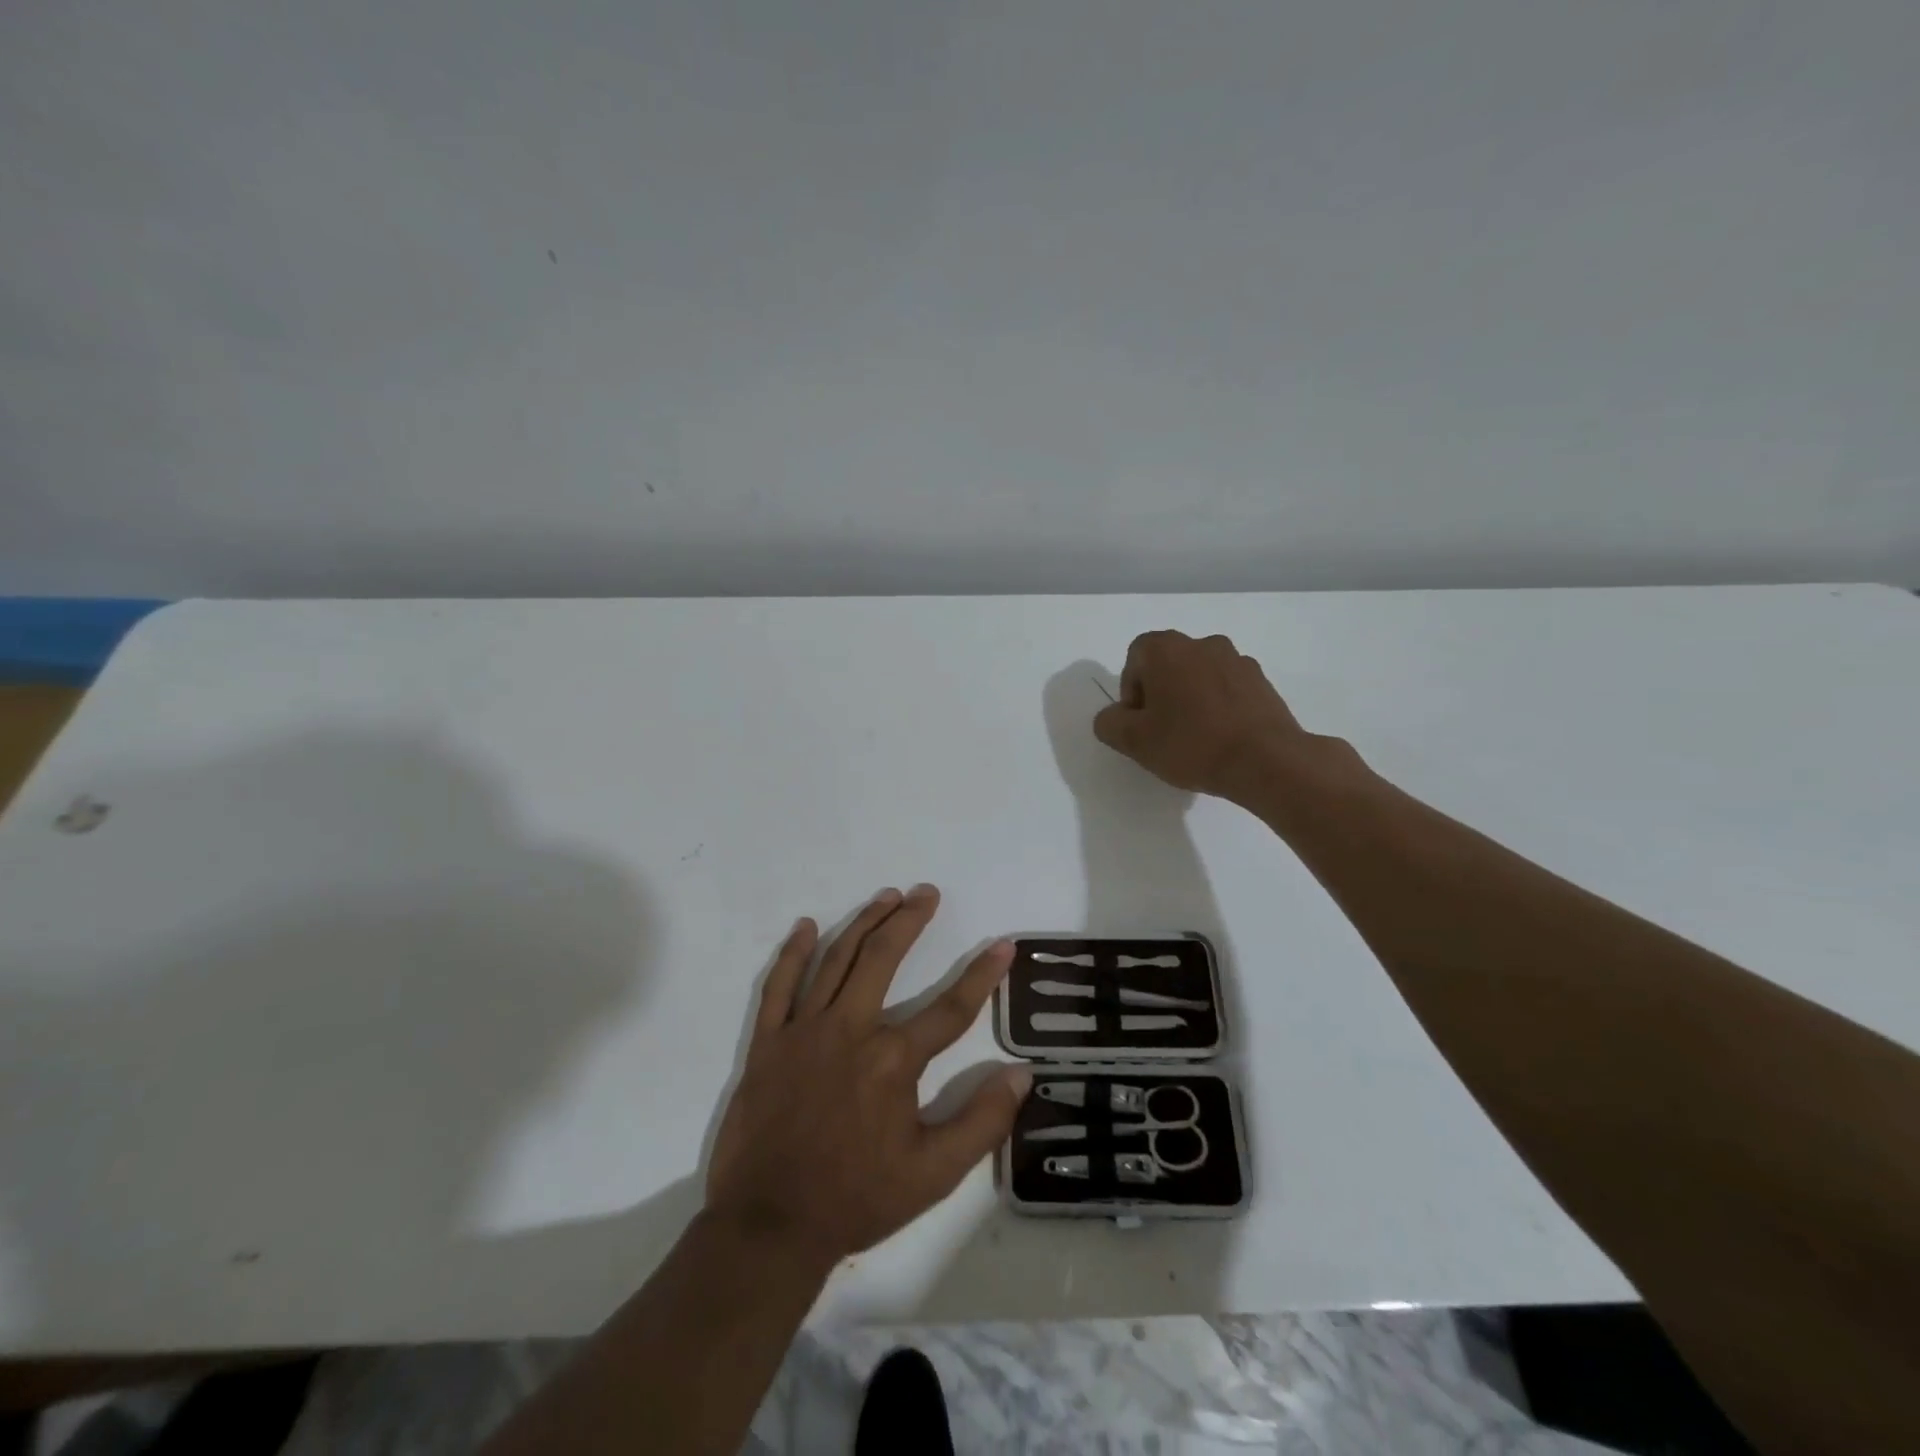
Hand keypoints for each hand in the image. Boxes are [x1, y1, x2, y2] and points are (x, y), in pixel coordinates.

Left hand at [705, 885, 1029, 1265]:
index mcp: (893, 1060)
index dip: (982, 975)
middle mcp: (850, 1030)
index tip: (1003, 945)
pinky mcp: (768, 1042)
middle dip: (910, 919)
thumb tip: (1022, 1074)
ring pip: (836, 959)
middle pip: (884, 958)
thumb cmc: (857, 1198)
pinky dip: (792, 953)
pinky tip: (805, 926)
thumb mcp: (933, 1174)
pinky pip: (779, 986)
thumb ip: (982, 1123)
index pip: (950, 1007)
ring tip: (886, 896)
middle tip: (926, 892)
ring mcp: (804, 1031)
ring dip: (864, 922)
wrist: (770, 1226)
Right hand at [1093, 630, 1311, 801]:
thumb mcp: (1134, 741)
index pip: (1136, 656)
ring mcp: (1237, 660)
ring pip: (1200, 676)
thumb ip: (1109, 723)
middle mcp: (1203, 643)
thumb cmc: (1191, 744)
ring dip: (1191, 699)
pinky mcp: (1263, 682)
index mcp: (1167, 649)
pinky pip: (1228, 689)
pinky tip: (1221, 738)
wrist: (1266, 760)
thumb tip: (1114, 716)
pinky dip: (1219, 707)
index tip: (1140, 722)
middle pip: (1168, 664)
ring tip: (1195, 738)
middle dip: (1160, 694)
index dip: (1131, 690)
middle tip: (1162, 732)